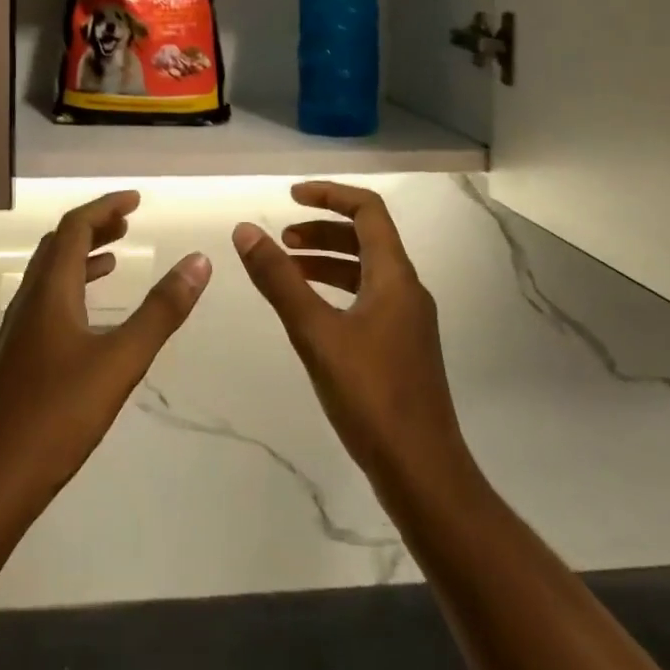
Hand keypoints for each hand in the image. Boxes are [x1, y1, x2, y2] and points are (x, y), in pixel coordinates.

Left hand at [0, 190, 210, 516]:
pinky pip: (48, 302)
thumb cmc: (58, 416)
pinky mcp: (18, 358)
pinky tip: (92, 314)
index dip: (104, 206)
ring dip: (83, 256)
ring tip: (117, 257)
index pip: (74, 228)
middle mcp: (29, 301)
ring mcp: (20, 331)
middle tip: (129, 222)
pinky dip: (74, 288)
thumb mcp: (121, 361)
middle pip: (58, 245)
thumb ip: (161, 311)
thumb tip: (199, 260)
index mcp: (50, 291)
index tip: (136, 199)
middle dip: (94, 227)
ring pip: (50, 274)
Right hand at [233, 182, 469, 498]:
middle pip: (366, 238)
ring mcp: (407, 322)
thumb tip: (246, 231)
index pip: (368, 210)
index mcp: (395, 276)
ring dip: (326, 262)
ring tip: (287, 271)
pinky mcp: (401, 349)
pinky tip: (310, 315)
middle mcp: (407, 290)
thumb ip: (280, 280)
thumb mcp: (316, 333)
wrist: (424, 474)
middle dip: (322, 231)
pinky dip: (335, 292)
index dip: (330, 195)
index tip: (291, 197)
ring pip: (365, 272)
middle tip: (281, 240)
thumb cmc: (371, 396)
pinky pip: (366, 300)